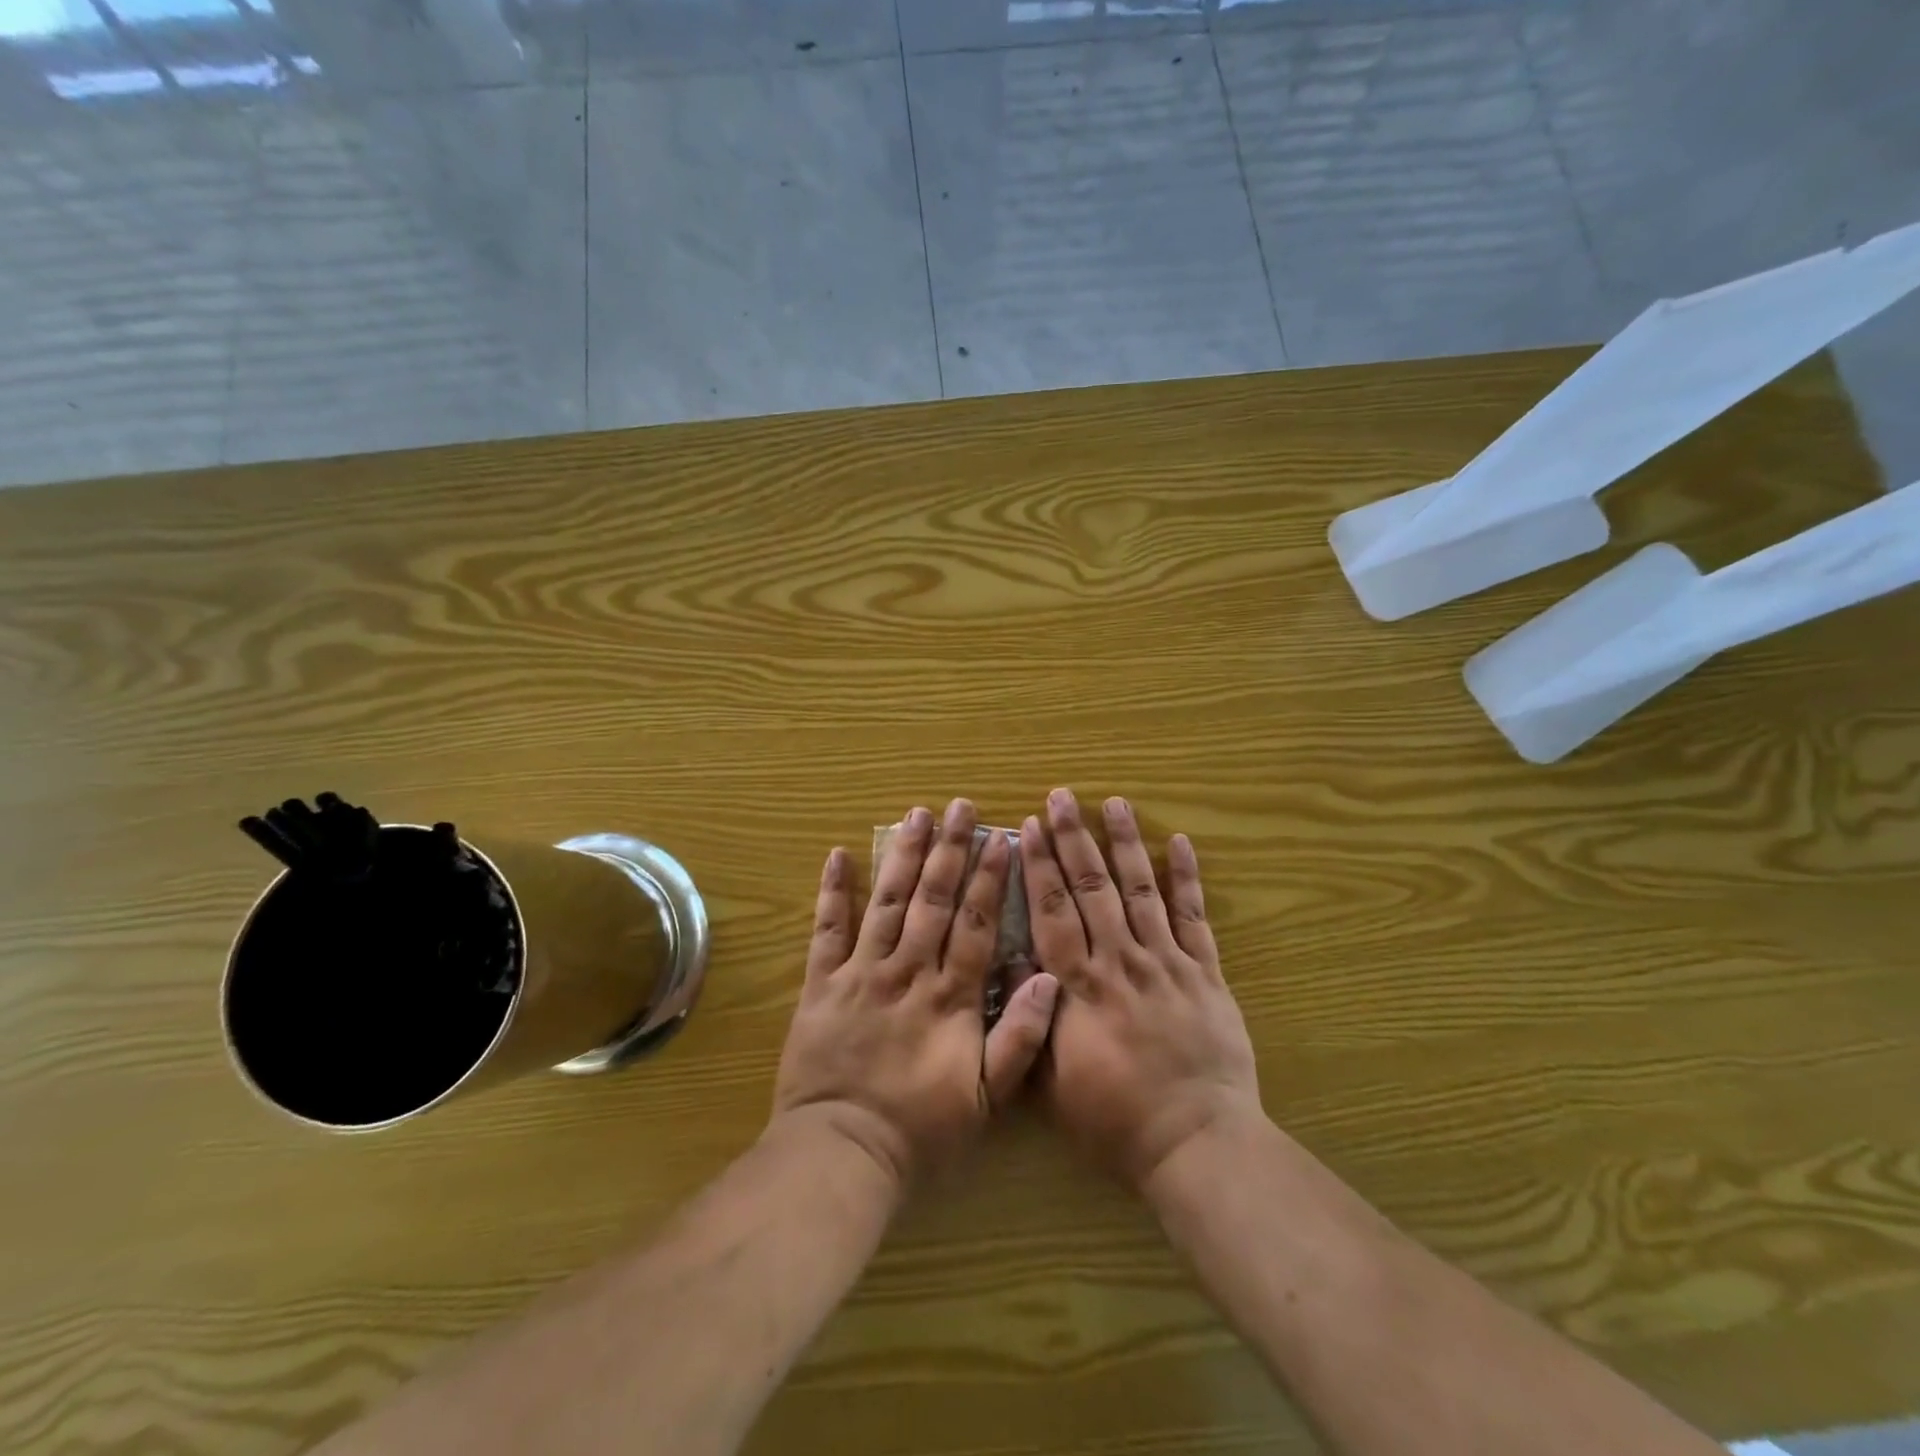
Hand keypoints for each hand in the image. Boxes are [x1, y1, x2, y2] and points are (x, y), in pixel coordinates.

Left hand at [772, 799, 1061, 1189]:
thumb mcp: (987, 1098)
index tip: (1001, 838)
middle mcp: (909, 972)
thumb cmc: (922, 1130)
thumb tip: (1050, 977)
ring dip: (903, 855)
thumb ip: (1021, 1037)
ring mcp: (862, 973)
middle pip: (933, 900)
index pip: (977, 924)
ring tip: (916, 815)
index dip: (990, 879)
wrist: (843, 1152)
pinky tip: (837, 854)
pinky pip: (827, 930)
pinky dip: (832, 892)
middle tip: (960, 807)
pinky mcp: (822, 983)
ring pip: (887, 903)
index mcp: (951, 996)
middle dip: (950, 850)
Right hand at [1021, 789, 1261, 1190]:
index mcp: (1081, 986)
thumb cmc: (1114, 1119)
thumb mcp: (1052, 1080)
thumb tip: (1010, 961)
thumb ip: (1029, 1018)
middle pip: (1092, 888)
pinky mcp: (1205, 972)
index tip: (1028, 827)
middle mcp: (1121, 961)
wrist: (1195, 1142)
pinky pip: (1194, 916)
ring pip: (1141, 890)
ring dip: (1125, 843)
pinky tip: (1180, 841)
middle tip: (1061, 797)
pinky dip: (1187, 877)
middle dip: (1073, 838)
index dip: (1039, 866)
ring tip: (1113, 803)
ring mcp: (1167, 962)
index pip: (1052, 912)